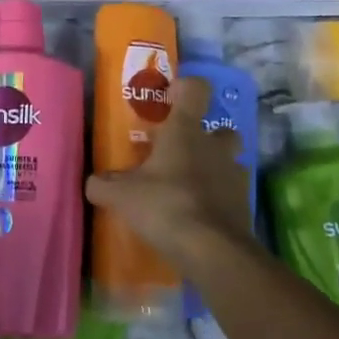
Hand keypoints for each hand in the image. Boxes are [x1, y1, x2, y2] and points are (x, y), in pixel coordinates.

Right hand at [86, 77, 253, 270]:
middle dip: (206, 137)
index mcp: (185, 131)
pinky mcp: (244, 204)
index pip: (195, 90)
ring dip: (214, 169)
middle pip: (221, 128)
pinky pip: (231, 193)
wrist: (212, 249)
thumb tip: (94, 182)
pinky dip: (218, 199)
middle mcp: (214, 146)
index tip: (170, 98)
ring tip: (189, 188)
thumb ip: (103, 185)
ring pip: (229, 161)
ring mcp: (234, 174)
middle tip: (181, 153)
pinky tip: (199, 215)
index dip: (185, 88)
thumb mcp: (121, 196)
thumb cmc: (164, 205)